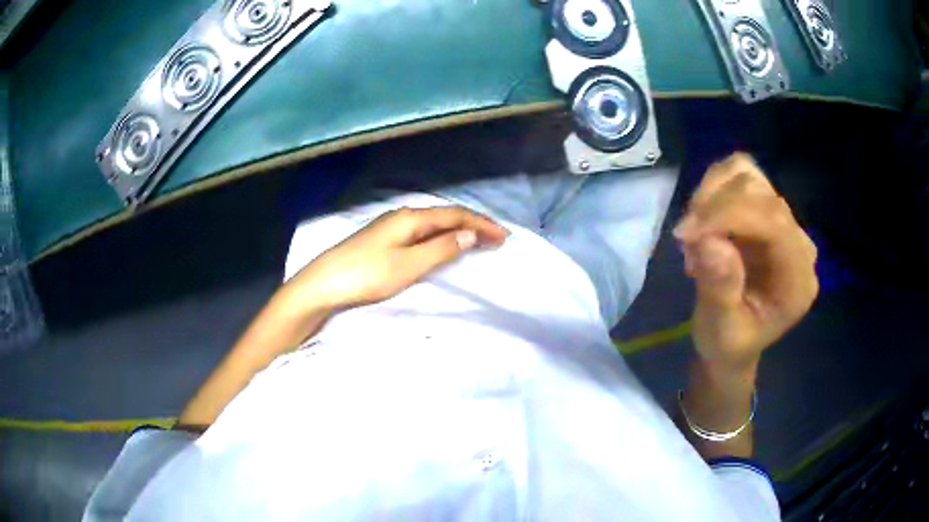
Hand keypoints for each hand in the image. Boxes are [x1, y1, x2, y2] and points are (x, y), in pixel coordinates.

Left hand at [283, 206, 507, 312]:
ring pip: (433, 224)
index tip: (504, 236)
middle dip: (473, 224)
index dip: (481, 224)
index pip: (454, 215)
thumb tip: (471, 235)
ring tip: (477, 241)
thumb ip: (440, 249)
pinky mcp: (383, 241)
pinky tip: (441, 245)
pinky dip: (440, 237)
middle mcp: (402, 216)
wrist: (322, 285)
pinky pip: (422, 233)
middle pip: (445, 216)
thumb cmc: (365, 275)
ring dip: (457, 230)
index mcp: (410, 218)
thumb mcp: (407, 265)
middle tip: (497, 237)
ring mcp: (390, 228)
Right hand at [674, 153, 818, 370]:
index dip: (729, 215)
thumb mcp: (721, 333)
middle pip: (760, 194)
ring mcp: (784, 221)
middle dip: (715, 208)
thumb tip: (711, 243)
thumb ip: (721, 291)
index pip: (774, 222)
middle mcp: (799, 243)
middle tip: (686, 242)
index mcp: (798, 280)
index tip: (686, 233)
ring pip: (748, 175)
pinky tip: (704, 219)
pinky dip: (714, 188)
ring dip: (711, 196)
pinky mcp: (766, 208)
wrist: (734, 341)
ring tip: (695, 234)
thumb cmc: (729, 344)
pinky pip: (740, 173)